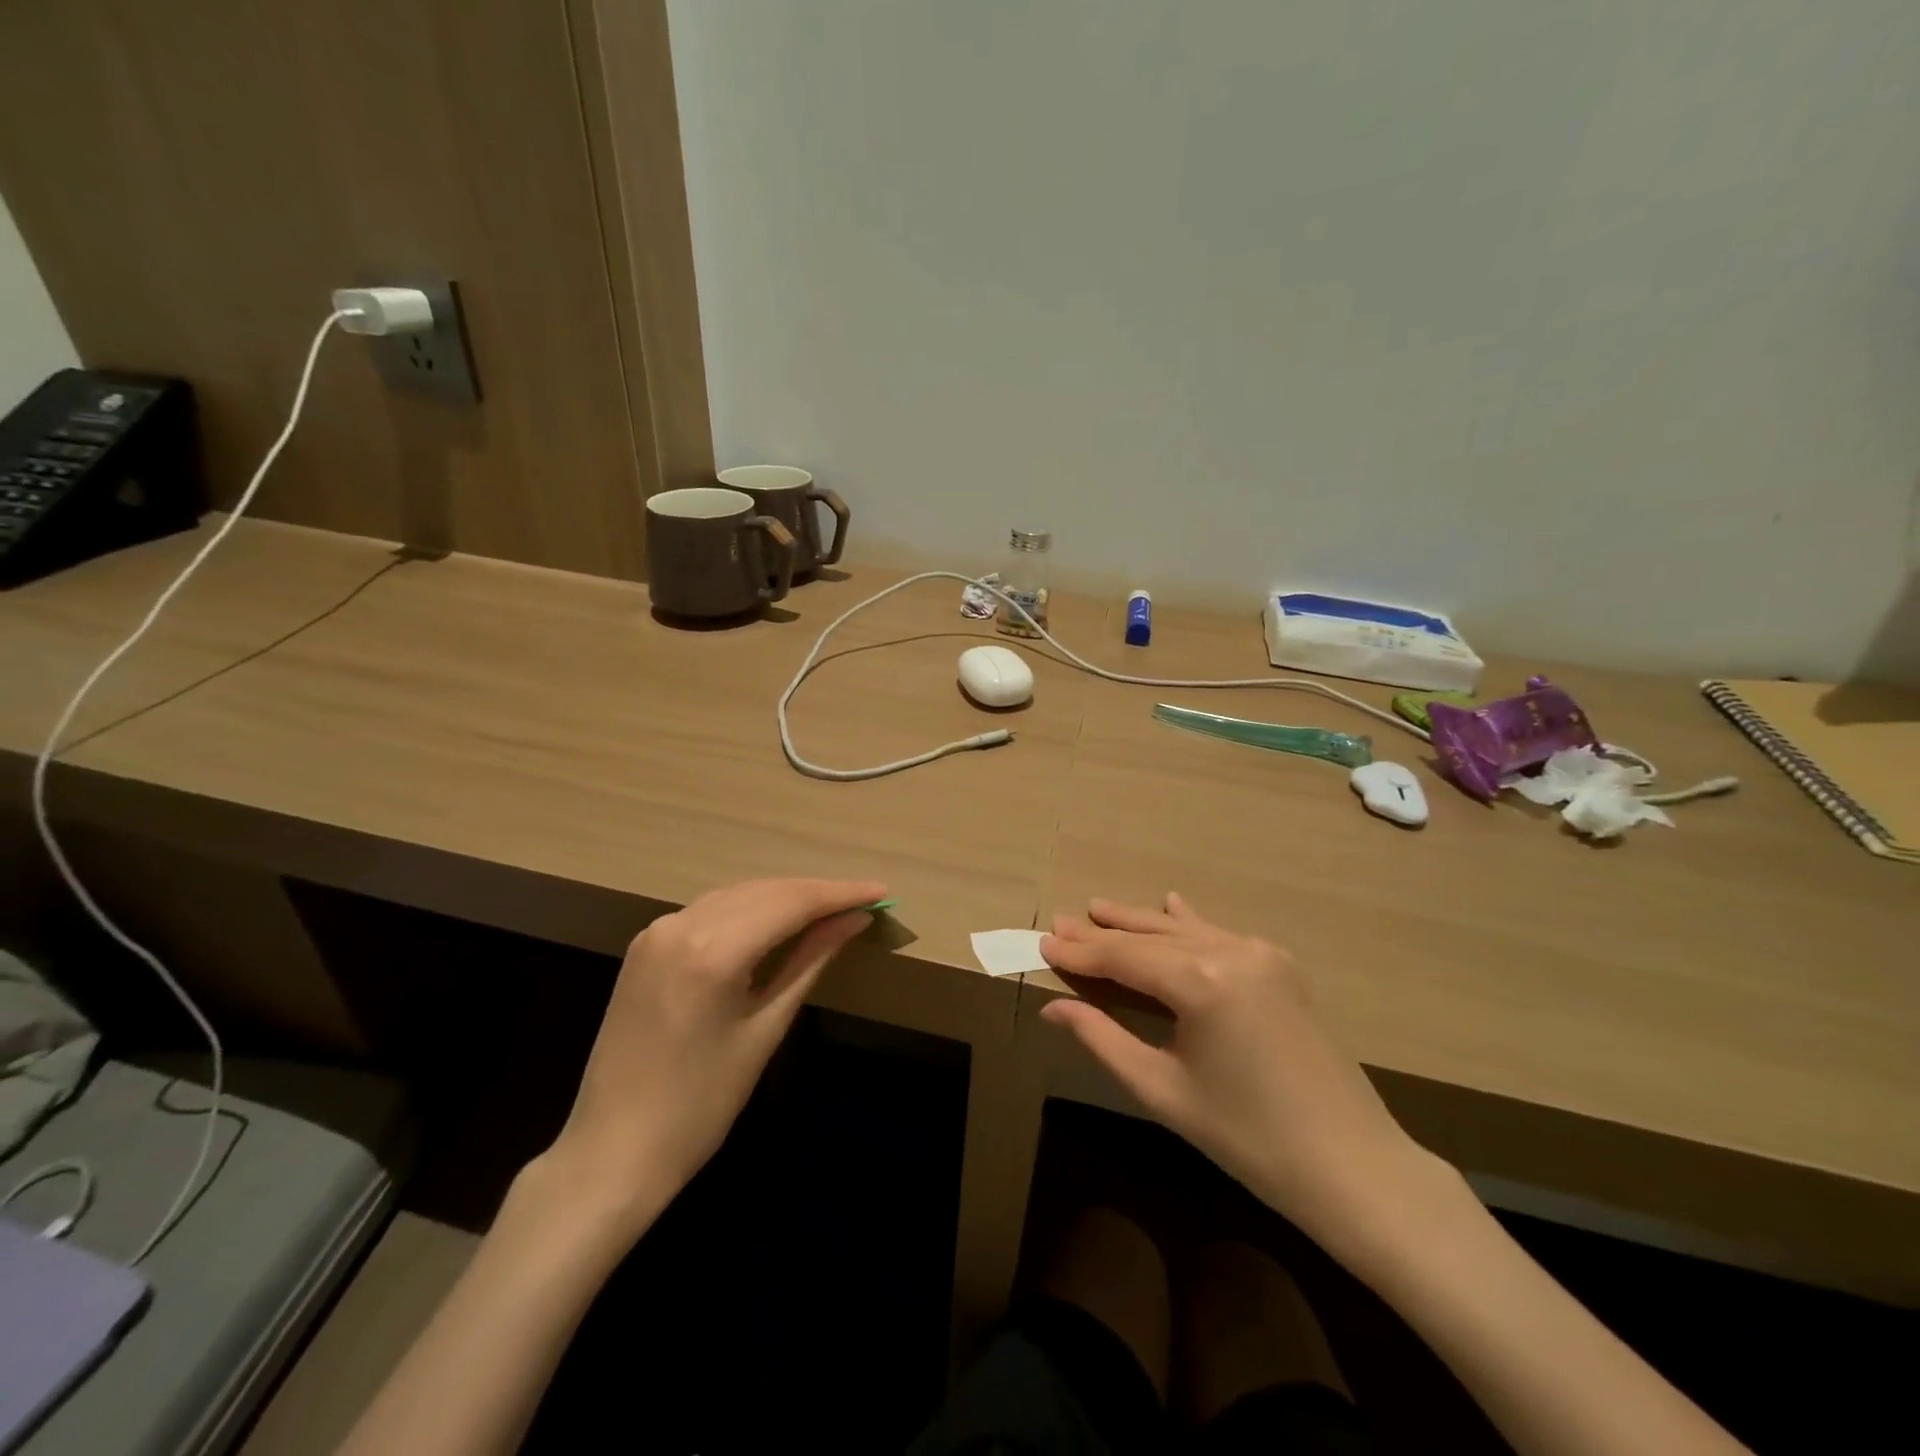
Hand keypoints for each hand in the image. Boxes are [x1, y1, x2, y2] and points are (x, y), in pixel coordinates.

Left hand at [535, 876, 884, 1240]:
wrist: (611, 1153)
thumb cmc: (700, 1105)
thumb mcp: (764, 1030)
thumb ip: (809, 961)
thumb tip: (853, 920)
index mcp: (711, 951)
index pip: (789, 902)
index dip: (839, 894)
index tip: (880, 892)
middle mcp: (680, 925)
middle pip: (764, 891)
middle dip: (815, 893)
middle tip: (862, 902)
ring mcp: (657, 932)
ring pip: (736, 895)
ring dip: (784, 898)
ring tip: (830, 909)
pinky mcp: (646, 945)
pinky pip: (710, 911)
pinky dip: (749, 910)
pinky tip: (776, 921)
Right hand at [1040, 893, 1444, 1265]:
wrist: (1354, 1167)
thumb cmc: (1248, 1138)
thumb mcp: (1163, 1090)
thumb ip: (1103, 1038)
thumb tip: (1053, 1008)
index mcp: (1201, 981)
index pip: (1123, 958)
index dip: (1080, 953)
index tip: (1042, 943)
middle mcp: (1230, 952)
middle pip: (1151, 937)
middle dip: (1104, 932)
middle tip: (1061, 922)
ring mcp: (1261, 955)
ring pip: (1185, 930)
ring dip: (1141, 923)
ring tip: (1100, 908)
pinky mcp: (1280, 967)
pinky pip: (1221, 935)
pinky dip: (1189, 924)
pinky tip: (1172, 904)